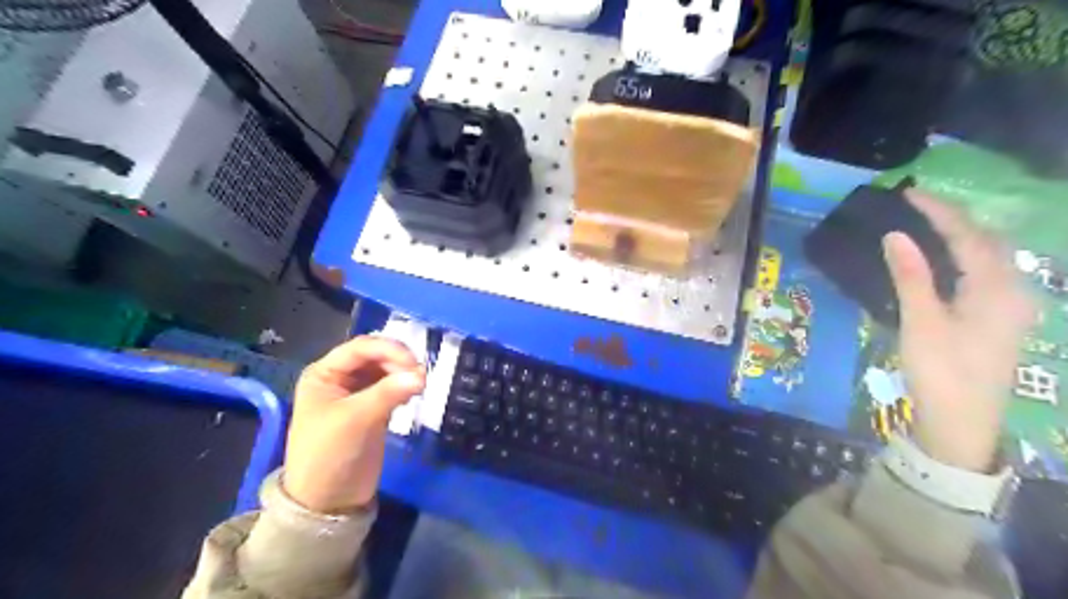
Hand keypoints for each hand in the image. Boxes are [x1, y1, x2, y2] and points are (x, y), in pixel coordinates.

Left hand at [283, 339, 425, 512]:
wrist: (328, 502)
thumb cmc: (329, 455)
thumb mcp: (355, 420)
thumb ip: (387, 393)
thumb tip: (422, 375)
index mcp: (324, 374)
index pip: (360, 348)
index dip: (389, 349)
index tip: (414, 363)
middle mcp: (340, 378)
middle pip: (375, 356)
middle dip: (398, 361)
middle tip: (421, 376)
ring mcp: (357, 393)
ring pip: (386, 370)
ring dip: (404, 373)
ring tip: (420, 385)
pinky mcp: (373, 409)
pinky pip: (392, 387)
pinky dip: (404, 386)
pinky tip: (413, 394)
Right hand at [885, 191, 1033, 472]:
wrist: (962, 423)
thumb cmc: (940, 371)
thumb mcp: (921, 322)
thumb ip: (911, 276)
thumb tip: (895, 235)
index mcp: (995, 289)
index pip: (968, 235)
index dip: (939, 211)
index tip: (909, 193)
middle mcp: (1012, 291)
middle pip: (987, 241)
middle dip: (955, 218)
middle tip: (917, 206)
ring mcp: (1010, 307)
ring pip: (990, 257)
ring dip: (961, 236)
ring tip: (927, 225)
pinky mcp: (999, 320)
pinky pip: (986, 274)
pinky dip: (964, 257)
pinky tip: (944, 261)